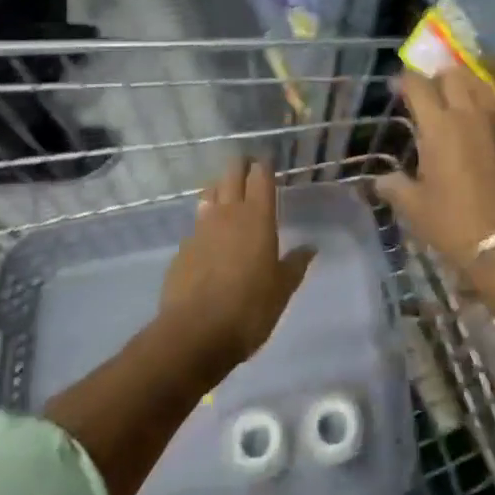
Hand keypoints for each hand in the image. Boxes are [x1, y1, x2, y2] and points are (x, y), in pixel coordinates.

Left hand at [159, 160, 315, 376]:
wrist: (195, 334)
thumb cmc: (249, 309)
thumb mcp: (282, 290)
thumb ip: (296, 264)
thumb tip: (311, 247)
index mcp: (257, 217)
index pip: (260, 176)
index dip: (264, 165)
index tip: (267, 161)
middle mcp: (228, 213)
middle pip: (232, 174)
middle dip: (240, 166)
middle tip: (248, 168)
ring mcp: (201, 228)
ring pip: (210, 193)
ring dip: (219, 188)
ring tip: (227, 194)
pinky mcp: (183, 248)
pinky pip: (196, 223)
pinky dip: (205, 221)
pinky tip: (210, 237)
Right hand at [379, 69, 494, 271]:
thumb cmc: (454, 224)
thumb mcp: (415, 209)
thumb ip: (395, 187)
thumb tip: (380, 180)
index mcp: (439, 125)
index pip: (418, 84)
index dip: (404, 81)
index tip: (396, 89)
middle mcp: (470, 115)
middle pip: (454, 75)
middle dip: (438, 77)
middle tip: (429, 93)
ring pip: (482, 88)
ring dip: (466, 87)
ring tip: (457, 102)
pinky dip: (488, 116)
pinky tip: (483, 133)